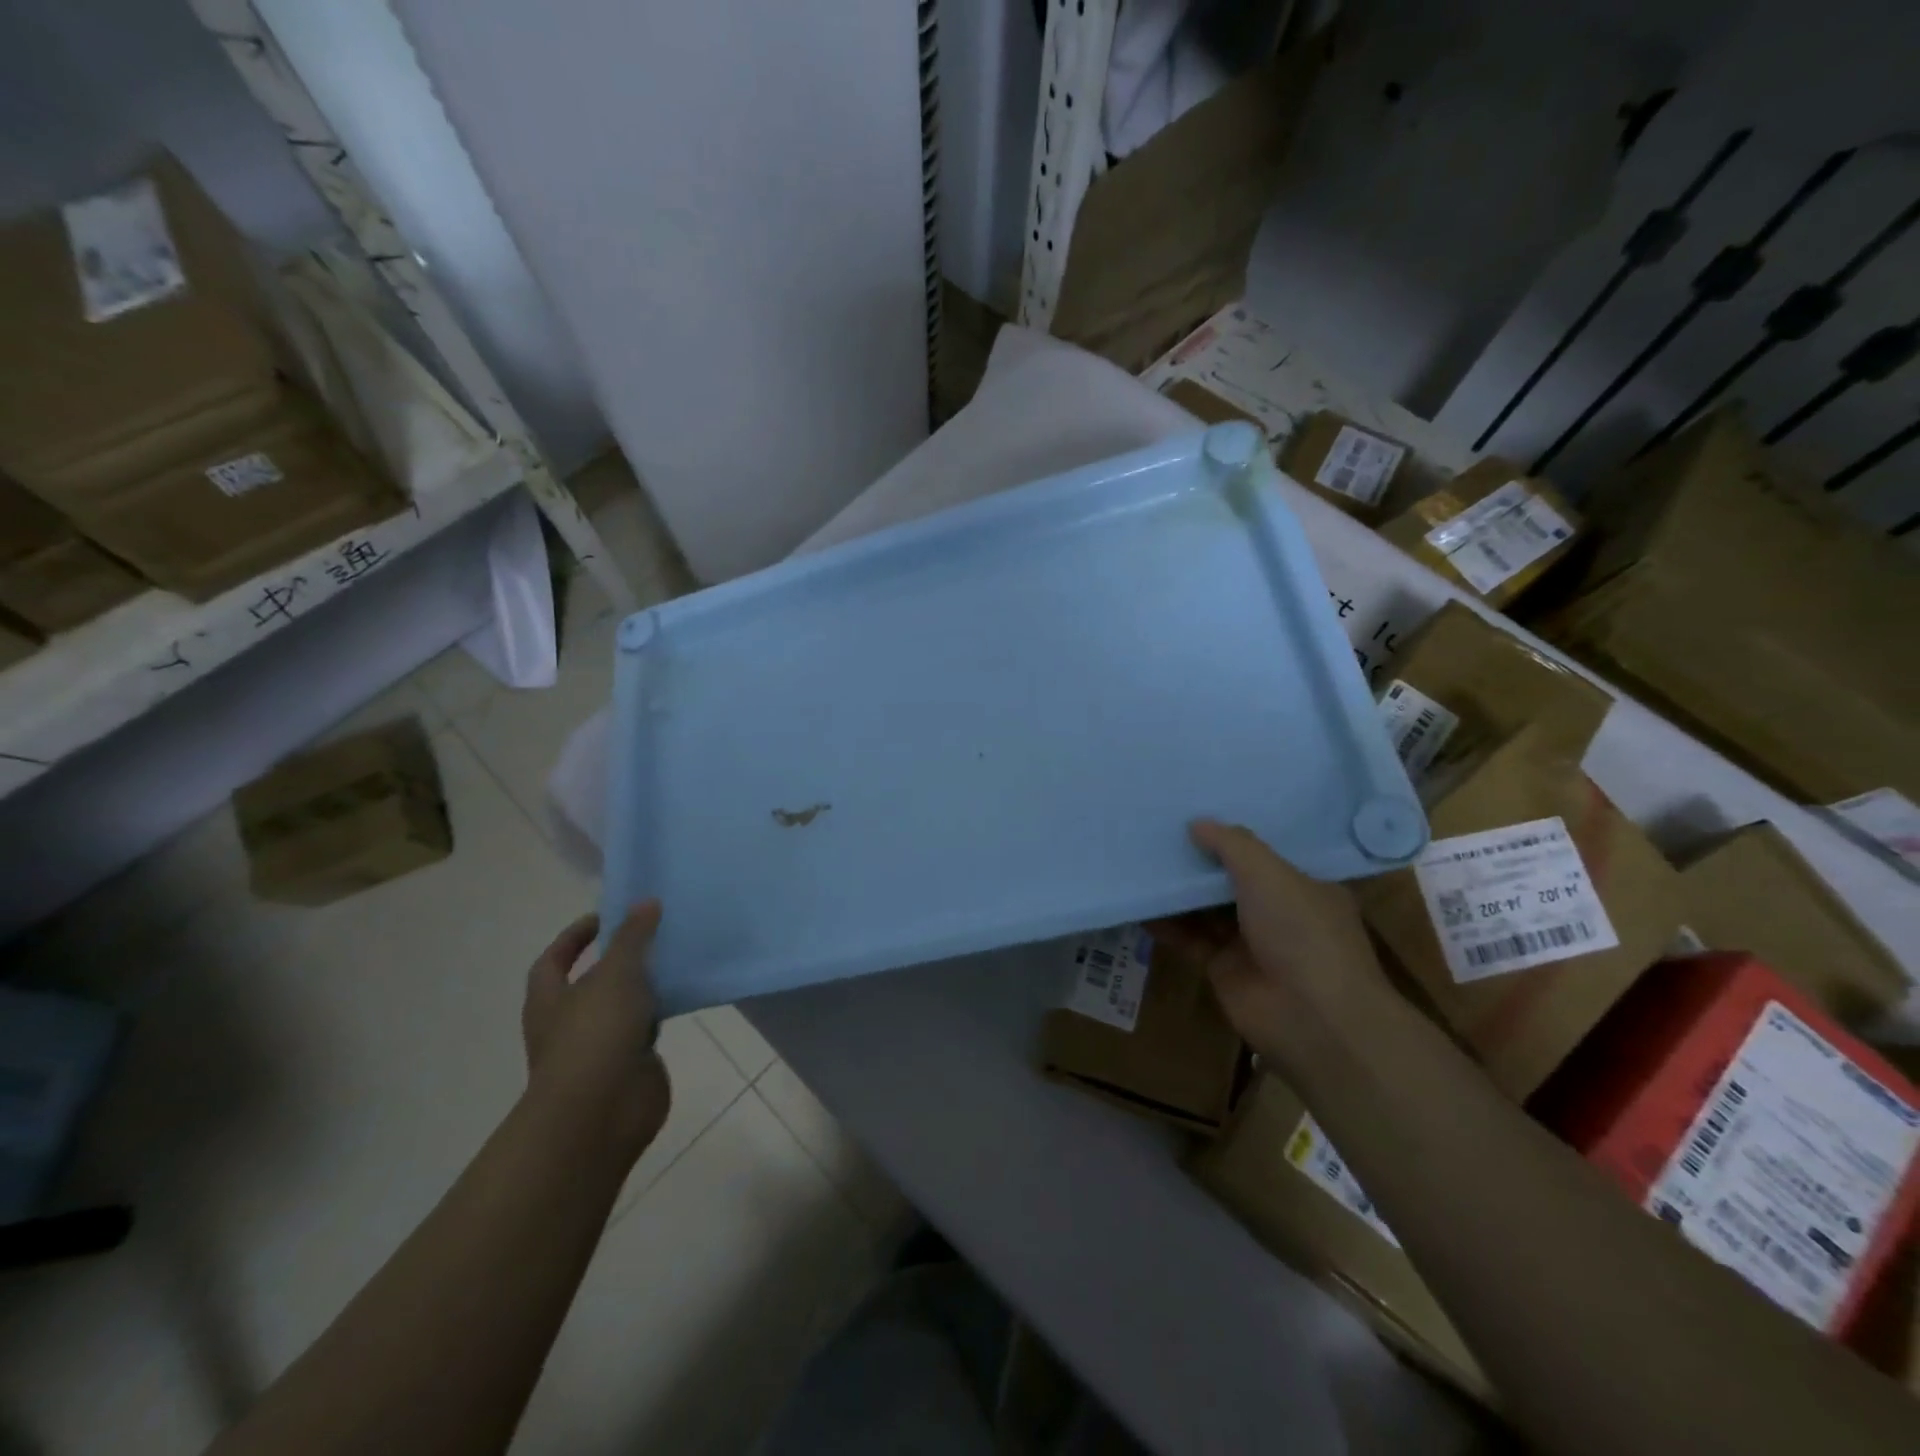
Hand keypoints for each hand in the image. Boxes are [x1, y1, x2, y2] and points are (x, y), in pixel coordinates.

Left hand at [522, 903, 671, 1164]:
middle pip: (592, 981)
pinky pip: (647, 1029)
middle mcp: (568, 1022)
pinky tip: (686, 994)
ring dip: (645, 985)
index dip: (576, 936)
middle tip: (654, 932)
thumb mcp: (616, 973)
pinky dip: (662, 1012)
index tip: (608, 916)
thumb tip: (646, 902)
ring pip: (624, 1005)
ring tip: (677, 956)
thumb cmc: (595, 1034)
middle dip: (619, 958)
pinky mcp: (630, 1064)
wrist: (602, 1111)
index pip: (555, 958)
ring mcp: (599, 1046)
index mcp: (550, 999)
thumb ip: (633, 937)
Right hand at [1151, 820, 1388, 1068]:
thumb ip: (1232, 844)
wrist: (1312, 1018)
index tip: (1195, 813)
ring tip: (1140, 862)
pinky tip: (1139, 905)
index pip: (1265, 854)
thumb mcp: (1270, 874)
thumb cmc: (1301, 932)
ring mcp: (1250, 942)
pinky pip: (1189, 938)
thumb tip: (1197, 823)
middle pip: (1231, 880)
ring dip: (1178, 891)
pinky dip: (1166, 924)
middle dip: (1199, 860)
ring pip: (1206, 909)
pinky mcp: (1223, 969)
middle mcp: (1279, 912)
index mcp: (1303, 886)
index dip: (1232, 836)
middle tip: (1157, 832)